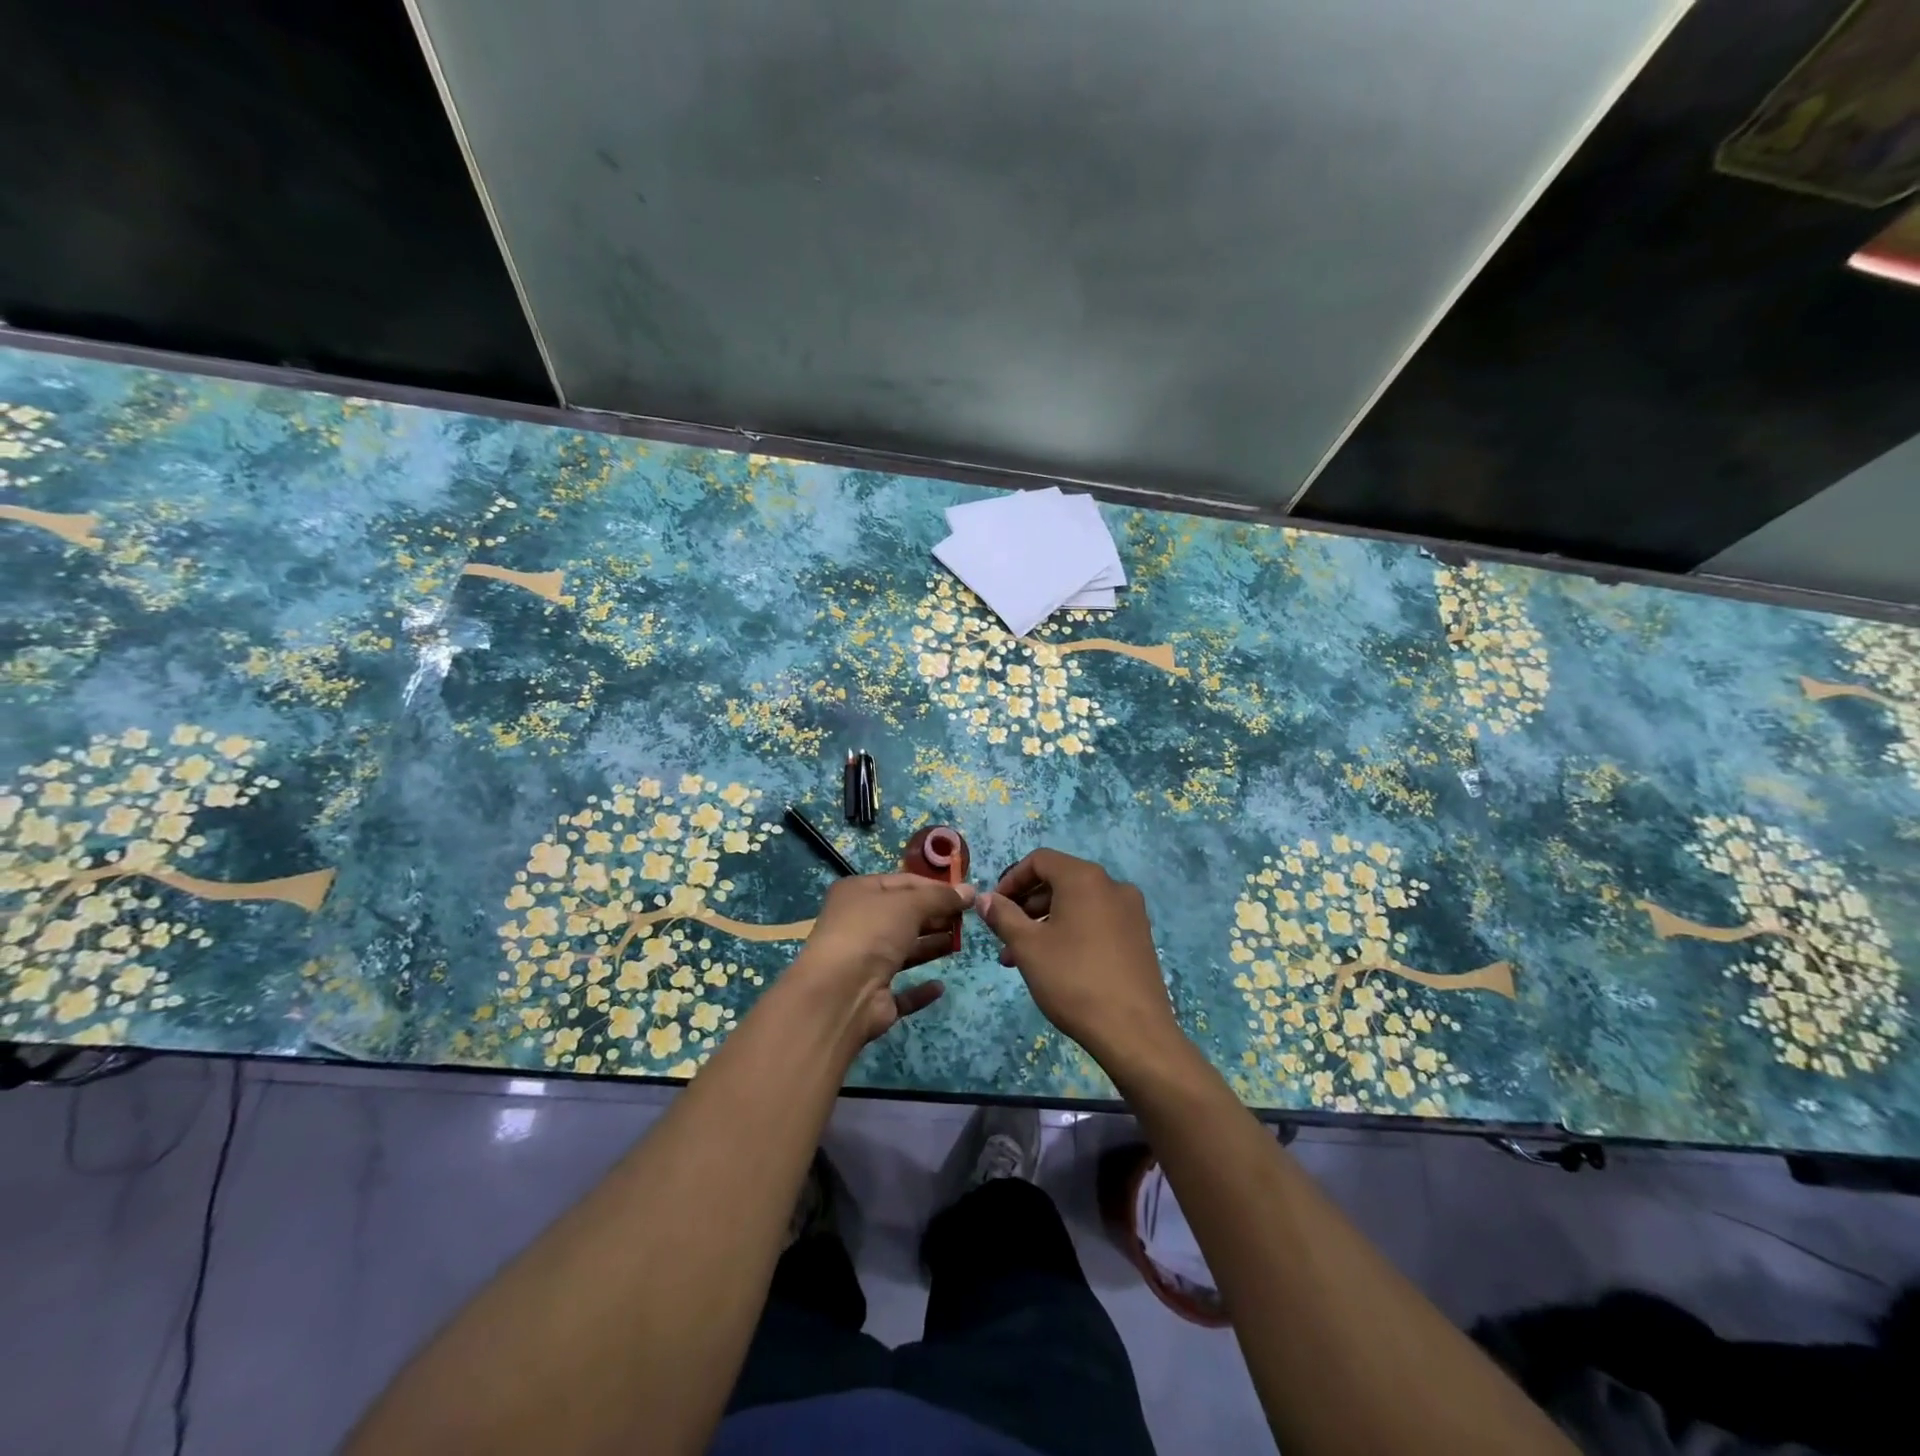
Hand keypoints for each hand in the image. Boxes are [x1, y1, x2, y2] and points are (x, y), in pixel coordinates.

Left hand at [788, 873, 975, 1047]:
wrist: (841, 993)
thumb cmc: (872, 933)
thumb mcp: (909, 904)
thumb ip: (941, 897)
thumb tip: (970, 891)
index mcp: (858, 893)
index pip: (903, 882)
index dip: (934, 887)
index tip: (964, 894)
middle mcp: (858, 925)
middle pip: (904, 916)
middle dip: (935, 915)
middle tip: (966, 919)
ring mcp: (864, 962)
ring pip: (904, 951)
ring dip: (931, 946)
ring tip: (959, 943)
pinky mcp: (874, 996)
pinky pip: (902, 991)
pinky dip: (920, 990)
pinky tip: (939, 986)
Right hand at [974, 849, 1187, 1075]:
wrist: (1135, 1032)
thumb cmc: (1074, 980)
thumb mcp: (1028, 947)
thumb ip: (1003, 916)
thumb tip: (985, 898)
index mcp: (1085, 878)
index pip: (1040, 860)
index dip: (1012, 880)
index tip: (994, 908)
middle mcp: (1113, 885)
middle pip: (1060, 881)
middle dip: (1026, 907)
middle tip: (1005, 938)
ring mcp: (1131, 912)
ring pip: (1077, 905)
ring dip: (1046, 923)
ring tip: (1022, 959)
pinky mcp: (1140, 937)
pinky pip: (1097, 921)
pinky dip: (1072, 932)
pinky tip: (1056, 965)